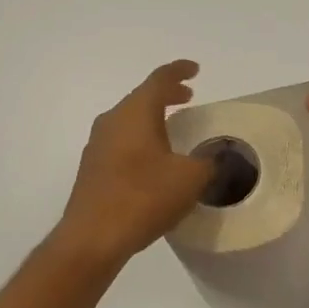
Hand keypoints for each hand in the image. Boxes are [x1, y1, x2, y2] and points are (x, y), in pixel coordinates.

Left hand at [55, 61, 212, 266]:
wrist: (92, 237)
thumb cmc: (143, 197)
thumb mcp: (189, 178)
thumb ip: (208, 162)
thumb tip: (215, 156)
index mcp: (135, 113)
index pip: (159, 79)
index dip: (178, 71)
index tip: (195, 70)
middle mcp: (112, 121)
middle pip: (141, 97)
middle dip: (166, 94)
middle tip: (188, 96)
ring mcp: (98, 145)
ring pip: (129, 120)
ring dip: (152, 118)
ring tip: (173, 127)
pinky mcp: (93, 168)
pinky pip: (121, 141)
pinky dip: (140, 138)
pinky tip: (153, 160)